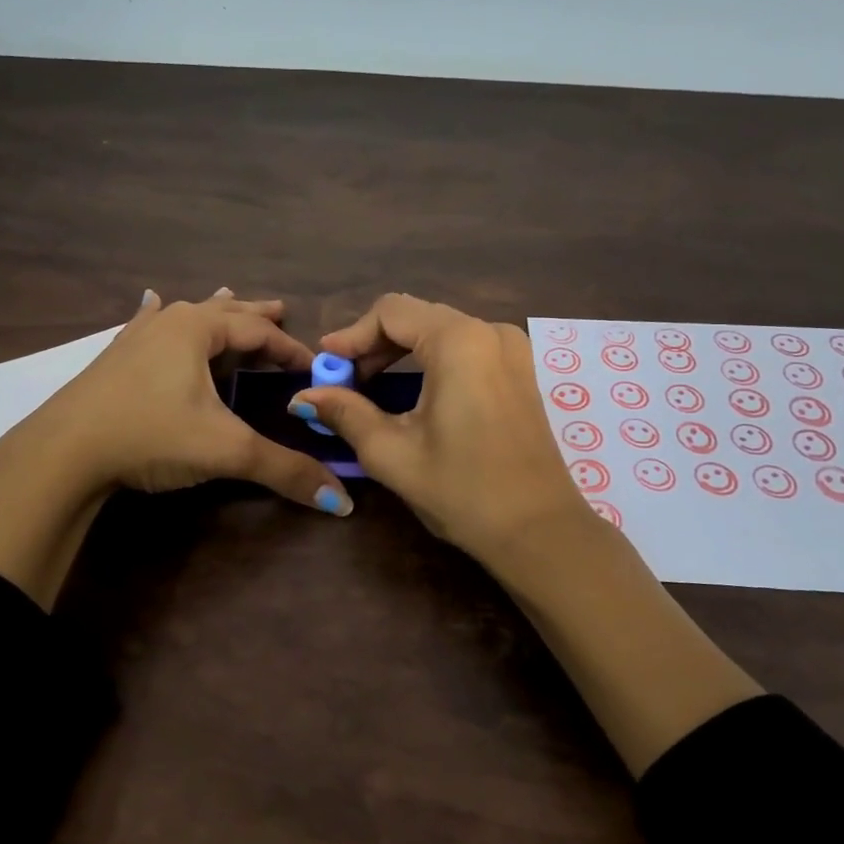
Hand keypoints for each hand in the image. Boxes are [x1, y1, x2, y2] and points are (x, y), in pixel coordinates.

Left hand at [0, 288, 351, 606]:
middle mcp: (168, 323)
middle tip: (282, 310)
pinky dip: (161, 316)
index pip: (259, 332)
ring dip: (215, 313)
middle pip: (224, 313)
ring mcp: (136, 338)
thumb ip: (285, 470)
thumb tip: (342, 502)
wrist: (62, 452)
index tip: (314, 368)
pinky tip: (152, 302)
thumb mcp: (226, 452)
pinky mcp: (114, 358)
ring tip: (231, 298)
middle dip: (255, 317)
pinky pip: (148, 325)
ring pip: (186, 316)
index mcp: (197, 330)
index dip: (291, 349)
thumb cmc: (150, 436)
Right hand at [289, 293, 586, 565]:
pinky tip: (414, 392)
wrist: (540, 531)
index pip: (391, 312)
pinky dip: (432, 360)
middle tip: (344, 380)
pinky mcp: (521, 371)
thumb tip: (303, 396)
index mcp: (459, 341)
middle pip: (417, 317)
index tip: (324, 365)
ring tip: (371, 386)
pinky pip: (467, 348)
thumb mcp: (393, 453)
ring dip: (402, 352)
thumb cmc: (463, 491)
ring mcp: (513, 350)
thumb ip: (346, 414)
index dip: (351, 335)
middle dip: (375, 344)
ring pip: (442, 331)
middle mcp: (490, 332)